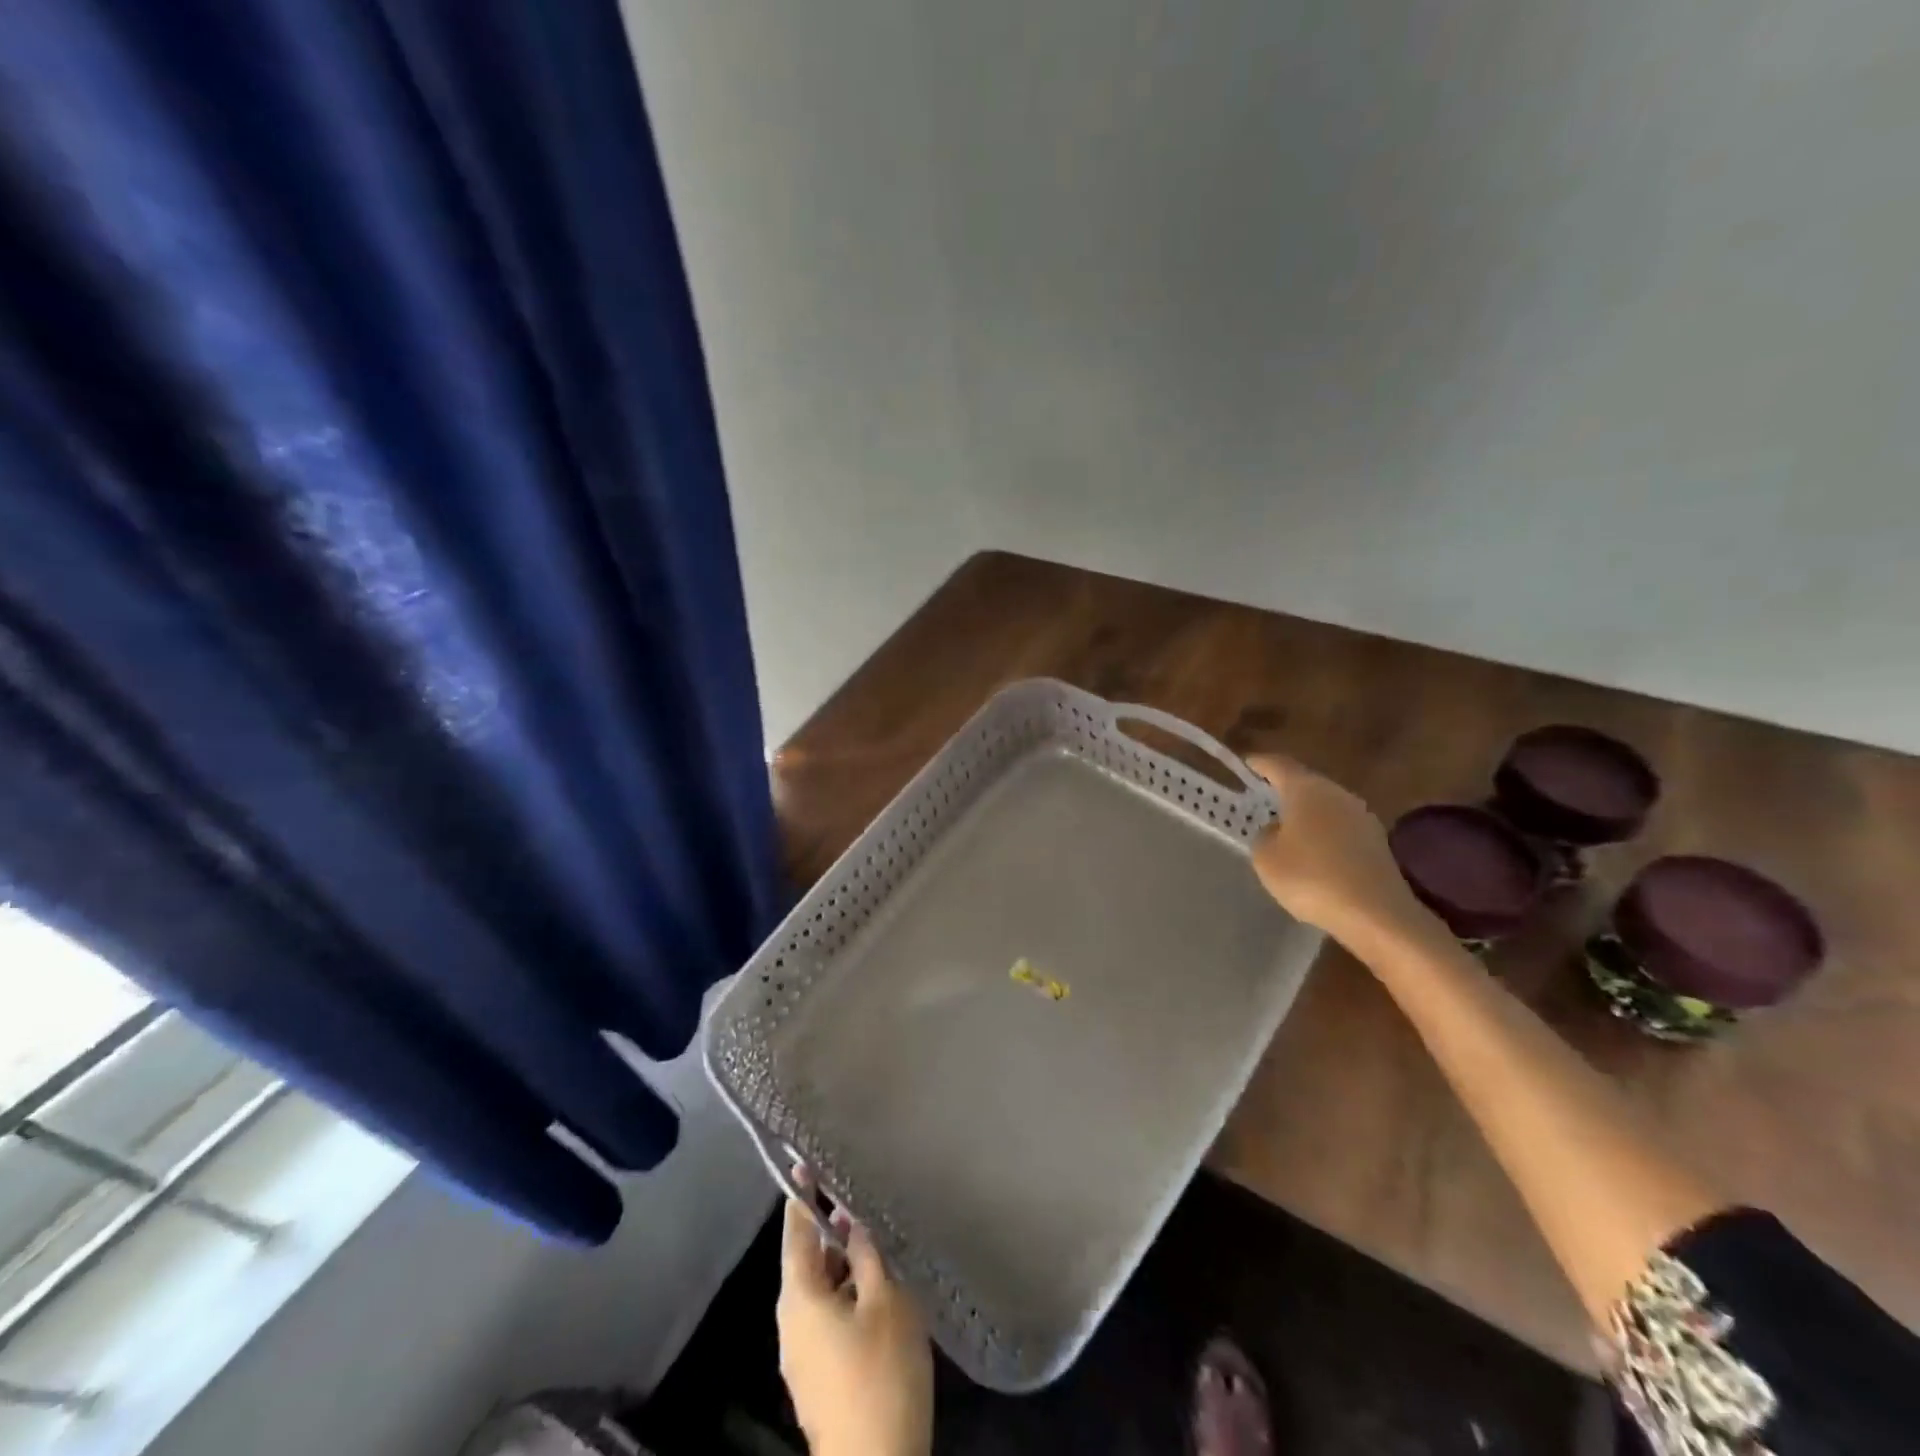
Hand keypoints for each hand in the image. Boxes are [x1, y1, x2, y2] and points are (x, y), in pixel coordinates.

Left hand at [777, 1175, 932, 1455]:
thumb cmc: (879, 1373)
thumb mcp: (885, 1299)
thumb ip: (867, 1253)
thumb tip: (852, 1221)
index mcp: (798, 1296)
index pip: (796, 1231)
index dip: (804, 1195)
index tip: (809, 1162)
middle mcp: (790, 1322)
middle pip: (808, 1261)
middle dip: (832, 1231)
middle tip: (858, 1200)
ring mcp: (801, 1354)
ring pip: (820, 1291)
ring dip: (843, 1265)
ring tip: (875, 1241)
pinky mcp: (818, 1377)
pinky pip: (827, 1317)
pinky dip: (846, 1294)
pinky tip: (876, 1290)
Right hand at [1246, 754, 1435, 952]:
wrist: (1376, 914)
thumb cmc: (1311, 878)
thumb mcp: (1266, 858)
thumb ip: (1264, 835)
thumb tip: (1276, 829)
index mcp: (1306, 789)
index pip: (1277, 764)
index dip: (1258, 763)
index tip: (1244, 764)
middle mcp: (1336, 793)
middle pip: (1304, 783)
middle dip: (1282, 789)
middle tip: (1260, 799)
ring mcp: (1361, 817)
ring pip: (1324, 806)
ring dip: (1304, 814)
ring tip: (1283, 830)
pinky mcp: (1376, 842)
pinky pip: (1339, 829)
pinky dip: (1322, 835)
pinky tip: (1312, 856)